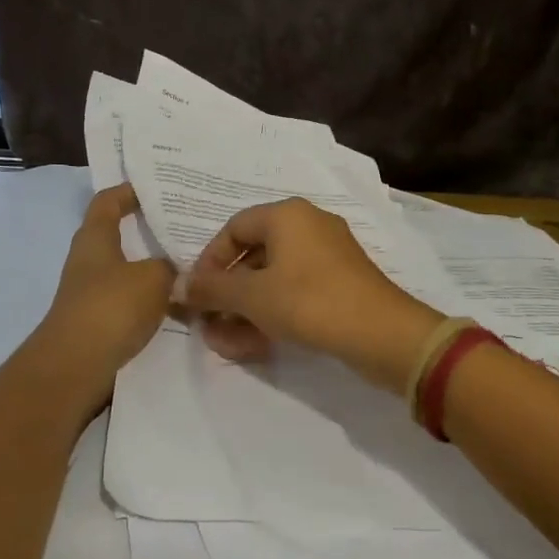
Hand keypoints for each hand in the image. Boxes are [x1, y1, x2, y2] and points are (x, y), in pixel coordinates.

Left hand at [31, 185, 175, 403]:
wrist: (76, 366)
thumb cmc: (111, 307)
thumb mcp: (153, 278)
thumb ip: (169, 266)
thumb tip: (175, 269)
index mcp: (95, 238)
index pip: (108, 201)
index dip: (128, 191)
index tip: (155, 189)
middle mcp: (89, 261)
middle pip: (119, 236)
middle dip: (150, 232)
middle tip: (185, 229)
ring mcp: (91, 293)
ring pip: (129, 271)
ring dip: (155, 270)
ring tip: (191, 267)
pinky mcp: (99, 322)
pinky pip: (131, 301)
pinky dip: (152, 300)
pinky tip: (180, 306)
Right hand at [183, 198, 444, 393]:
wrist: (382, 333)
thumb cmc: (309, 302)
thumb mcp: (252, 296)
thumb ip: (211, 289)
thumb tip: (177, 285)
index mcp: (287, 215)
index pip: (233, 228)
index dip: (209, 261)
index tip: (198, 294)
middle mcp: (309, 225)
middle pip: (253, 254)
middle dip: (227, 292)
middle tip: (210, 322)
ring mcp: (329, 254)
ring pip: (274, 278)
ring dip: (247, 308)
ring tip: (227, 341)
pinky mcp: (342, 282)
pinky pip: (296, 291)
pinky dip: (273, 312)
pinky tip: (256, 343)